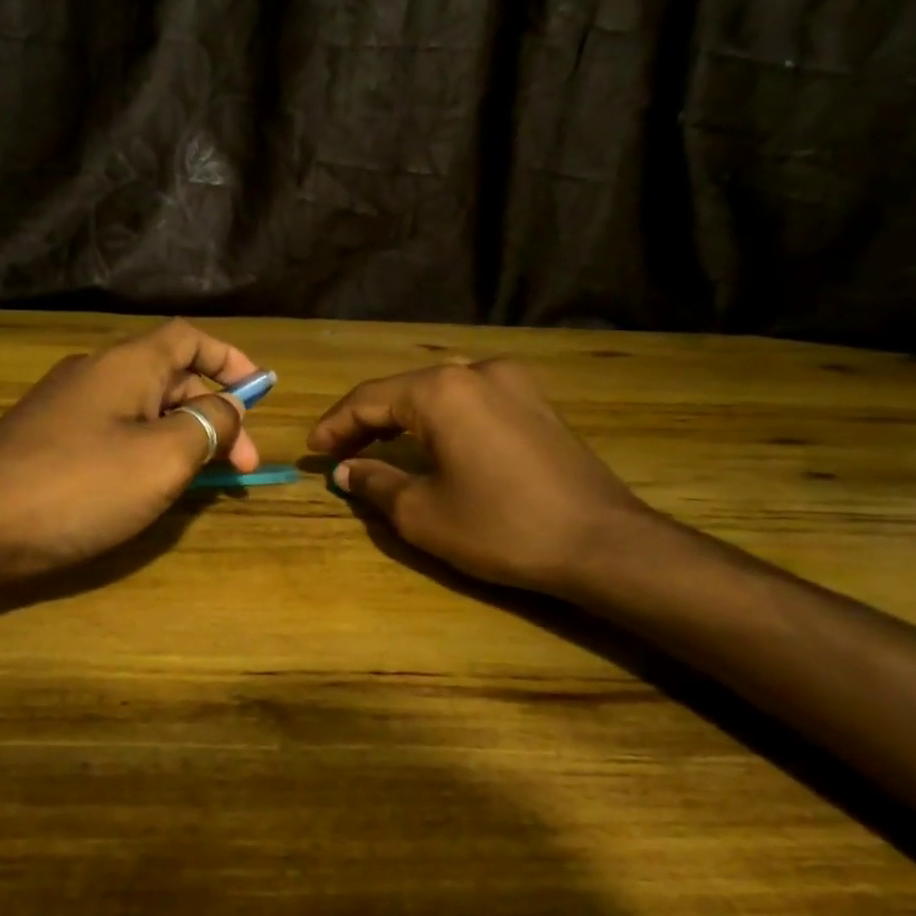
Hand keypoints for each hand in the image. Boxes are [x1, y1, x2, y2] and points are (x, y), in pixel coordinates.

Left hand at [0, 319, 261, 580]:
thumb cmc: (79, 485)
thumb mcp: (162, 457)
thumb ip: (207, 426)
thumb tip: (228, 409)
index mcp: (128, 364)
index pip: (190, 338)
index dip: (230, 360)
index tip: (261, 394)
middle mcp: (97, 373)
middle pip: (172, 378)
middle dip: (214, 415)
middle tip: (240, 466)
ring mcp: (69, 406)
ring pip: (144, 409)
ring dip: (182, 436)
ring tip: (203, 480)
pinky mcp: (50, 438)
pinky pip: (115, 432)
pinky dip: (147, 449)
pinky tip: (151, 485)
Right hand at [307, 361, 649, 595]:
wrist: (603, 543)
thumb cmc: (501, 527)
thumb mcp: (423, 513)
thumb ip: (375, 483)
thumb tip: (346, 470)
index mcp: (442, 390)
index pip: (369, 398)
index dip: (335, 424)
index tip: (312, 449)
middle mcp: (477, 372)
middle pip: (404, 390)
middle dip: (366, 421)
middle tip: (338, 451)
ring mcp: (515, 384)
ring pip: (440, 393)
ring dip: (403, 418)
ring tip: (376, 446)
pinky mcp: (538, 404)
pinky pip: (472, 402)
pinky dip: (441, 420)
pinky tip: (430, 443)